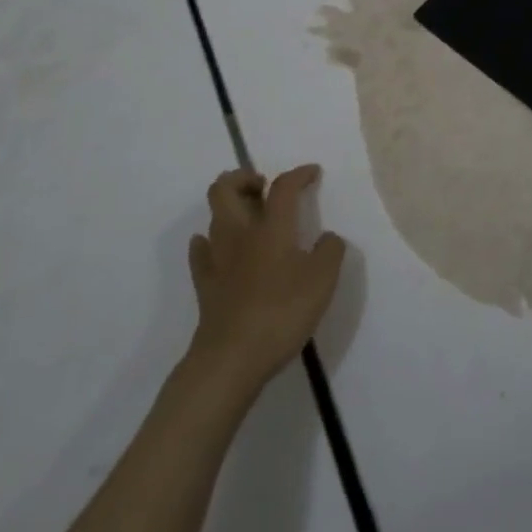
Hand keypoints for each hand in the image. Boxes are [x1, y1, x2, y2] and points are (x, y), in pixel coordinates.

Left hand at [188, 164, 346, 392]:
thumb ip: (330, 251)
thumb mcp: (322, 281)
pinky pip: (201, 252)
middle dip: (244, 177)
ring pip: (214, 215)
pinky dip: (209, 241)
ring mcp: (217, 259)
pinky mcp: (205, 285)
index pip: (283, 186)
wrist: (231, 359)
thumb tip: (327, 238)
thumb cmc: (281, 313)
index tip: (313, 172)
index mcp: (272, 227)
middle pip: (226, 188)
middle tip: (264, 187)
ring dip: (230, 206)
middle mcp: (240, 234)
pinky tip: (220, 247)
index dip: (299, 174)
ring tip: (251, 216)